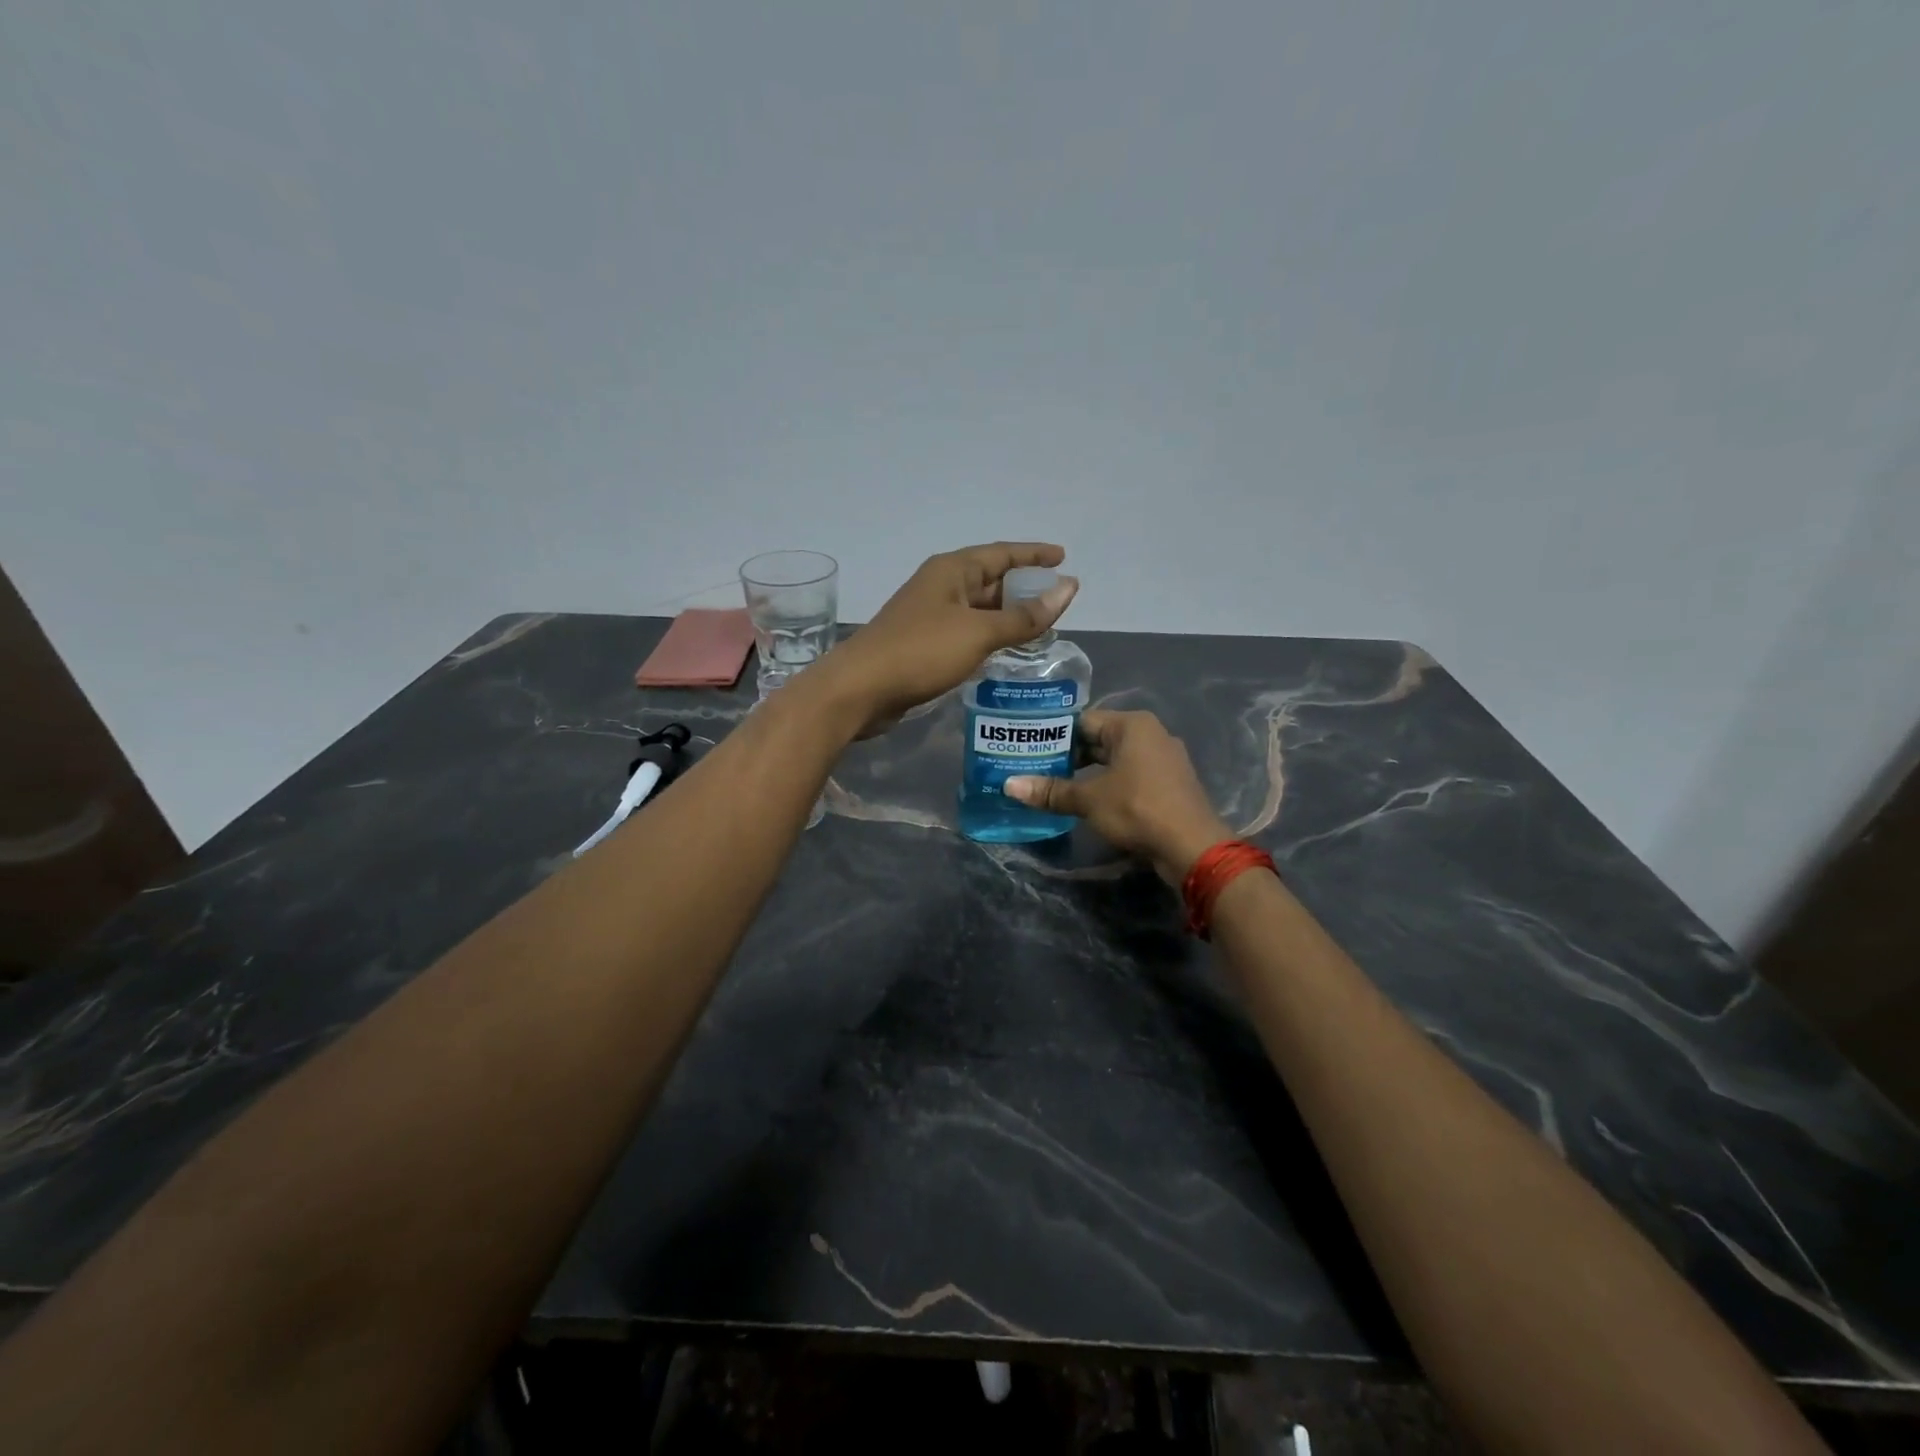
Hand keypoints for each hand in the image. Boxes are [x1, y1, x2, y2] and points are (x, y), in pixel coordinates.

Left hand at [820, 542, 1078, 735]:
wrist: (861, 688)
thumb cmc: (921, 651)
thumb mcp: (979, 632)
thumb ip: (1024, 616)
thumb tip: (1068, 589)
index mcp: (952, 570)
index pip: (1002, 553)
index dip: (1033, 554)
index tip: (1063, 557)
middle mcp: (941, 586)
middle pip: (990, 579)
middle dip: (1023, 587)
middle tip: (1058, 599)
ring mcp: (930, 615)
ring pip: (978, 608)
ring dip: (1007, 615)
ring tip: (1041, 626)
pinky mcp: (924, 644)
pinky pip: (966, 632)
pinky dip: (989, 636)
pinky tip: (1006, 651)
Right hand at [1006, 711, 1230, 883]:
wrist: (1192, 846)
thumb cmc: (1138, 809)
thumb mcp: (1089, 800)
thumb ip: (1051, 791)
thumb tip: (1010, 785)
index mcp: (1132, 725)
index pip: (1083, 721)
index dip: (1054, 735)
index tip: (1029, 748)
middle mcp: (1151, 734)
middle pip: (1099, 740)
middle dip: (1069, 756)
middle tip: (1035, 769)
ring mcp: (1164, 760)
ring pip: (1115, 760)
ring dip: (1088, 773)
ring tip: (1055, 787)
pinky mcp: (1169, 784)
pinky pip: (1131, 776)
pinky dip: (1109, 785)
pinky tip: (1088, 802)